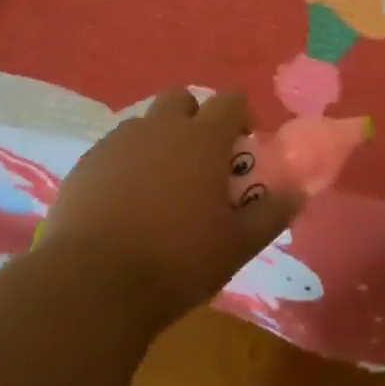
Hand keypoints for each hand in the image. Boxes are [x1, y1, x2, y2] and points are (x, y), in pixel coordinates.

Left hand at [43, 88, 299, 327]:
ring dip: (158, 141)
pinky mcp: (86, 165)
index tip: (242, 147)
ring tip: (159, 187)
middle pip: (183, 99)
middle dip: (195, 119)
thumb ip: (272, 214)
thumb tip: (299, 192)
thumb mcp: (236, 246)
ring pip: (145, 124)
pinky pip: (114, 150)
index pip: (231, 99)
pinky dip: (125, 165)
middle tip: (199, 162)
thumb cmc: (175, 261)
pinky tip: (123, 205)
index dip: (241, 116)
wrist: (90, 286)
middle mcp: (161, 127)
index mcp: (203, 137)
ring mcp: (119, 142)